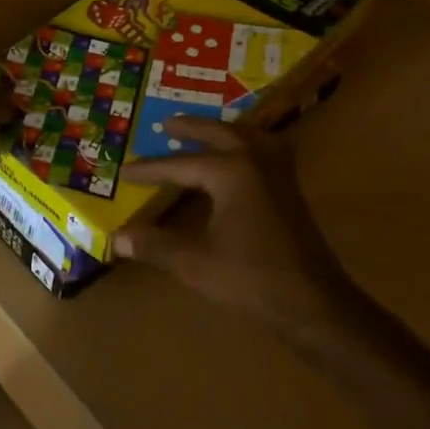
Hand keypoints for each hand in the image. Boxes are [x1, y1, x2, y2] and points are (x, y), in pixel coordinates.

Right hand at [119, 118, 345, 335]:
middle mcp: (256, 160)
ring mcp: (278, 172)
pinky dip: (247, 144)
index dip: (150, 169)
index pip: (180, 164)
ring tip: (203, 133)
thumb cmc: (251, 278)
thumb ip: (155, 245)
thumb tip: (117, 237)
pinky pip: (265, 150)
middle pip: (218, 133)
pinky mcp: (290, 188)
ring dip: (222, 131)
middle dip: (191, 129)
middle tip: (166, 125)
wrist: (313, 303)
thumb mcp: (194, 262)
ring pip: (247, 136)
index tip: (124, 171)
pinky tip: (242, 157)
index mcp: (232, 171)